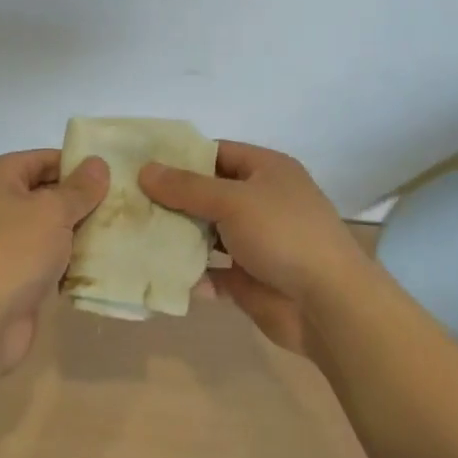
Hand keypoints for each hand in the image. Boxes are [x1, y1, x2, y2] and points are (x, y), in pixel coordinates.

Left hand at [0, 149, 108, 372]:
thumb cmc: (13, 254)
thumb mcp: (53, 212)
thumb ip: (79, 188)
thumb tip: (98, 163)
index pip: (43, 159)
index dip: (78, 166)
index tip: (114, 177)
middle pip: (44, 191)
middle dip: (80, 200)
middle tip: (122, 206)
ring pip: (45, 226)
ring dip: (76, 231)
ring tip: (117, 232)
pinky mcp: (6, 272)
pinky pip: (41, 254)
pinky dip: (64, 258)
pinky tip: (96, 262)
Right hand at [139, 141, 368, 359]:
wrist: (328, 304)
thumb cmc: (283, 234)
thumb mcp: (233, 201)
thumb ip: (187, 187)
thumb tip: (145, 170)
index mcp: (267, 170)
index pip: (217, 153)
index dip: (181, 157)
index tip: (141, 164)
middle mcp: (262, 201)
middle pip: (209, 194)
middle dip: (172, 200)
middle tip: (128, 202)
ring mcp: (256, 241)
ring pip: (208, 234)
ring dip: (178, 238)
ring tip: (135, 236)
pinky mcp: (249, 279)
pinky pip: (213, 271)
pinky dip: (191, 274)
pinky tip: (160, 274)